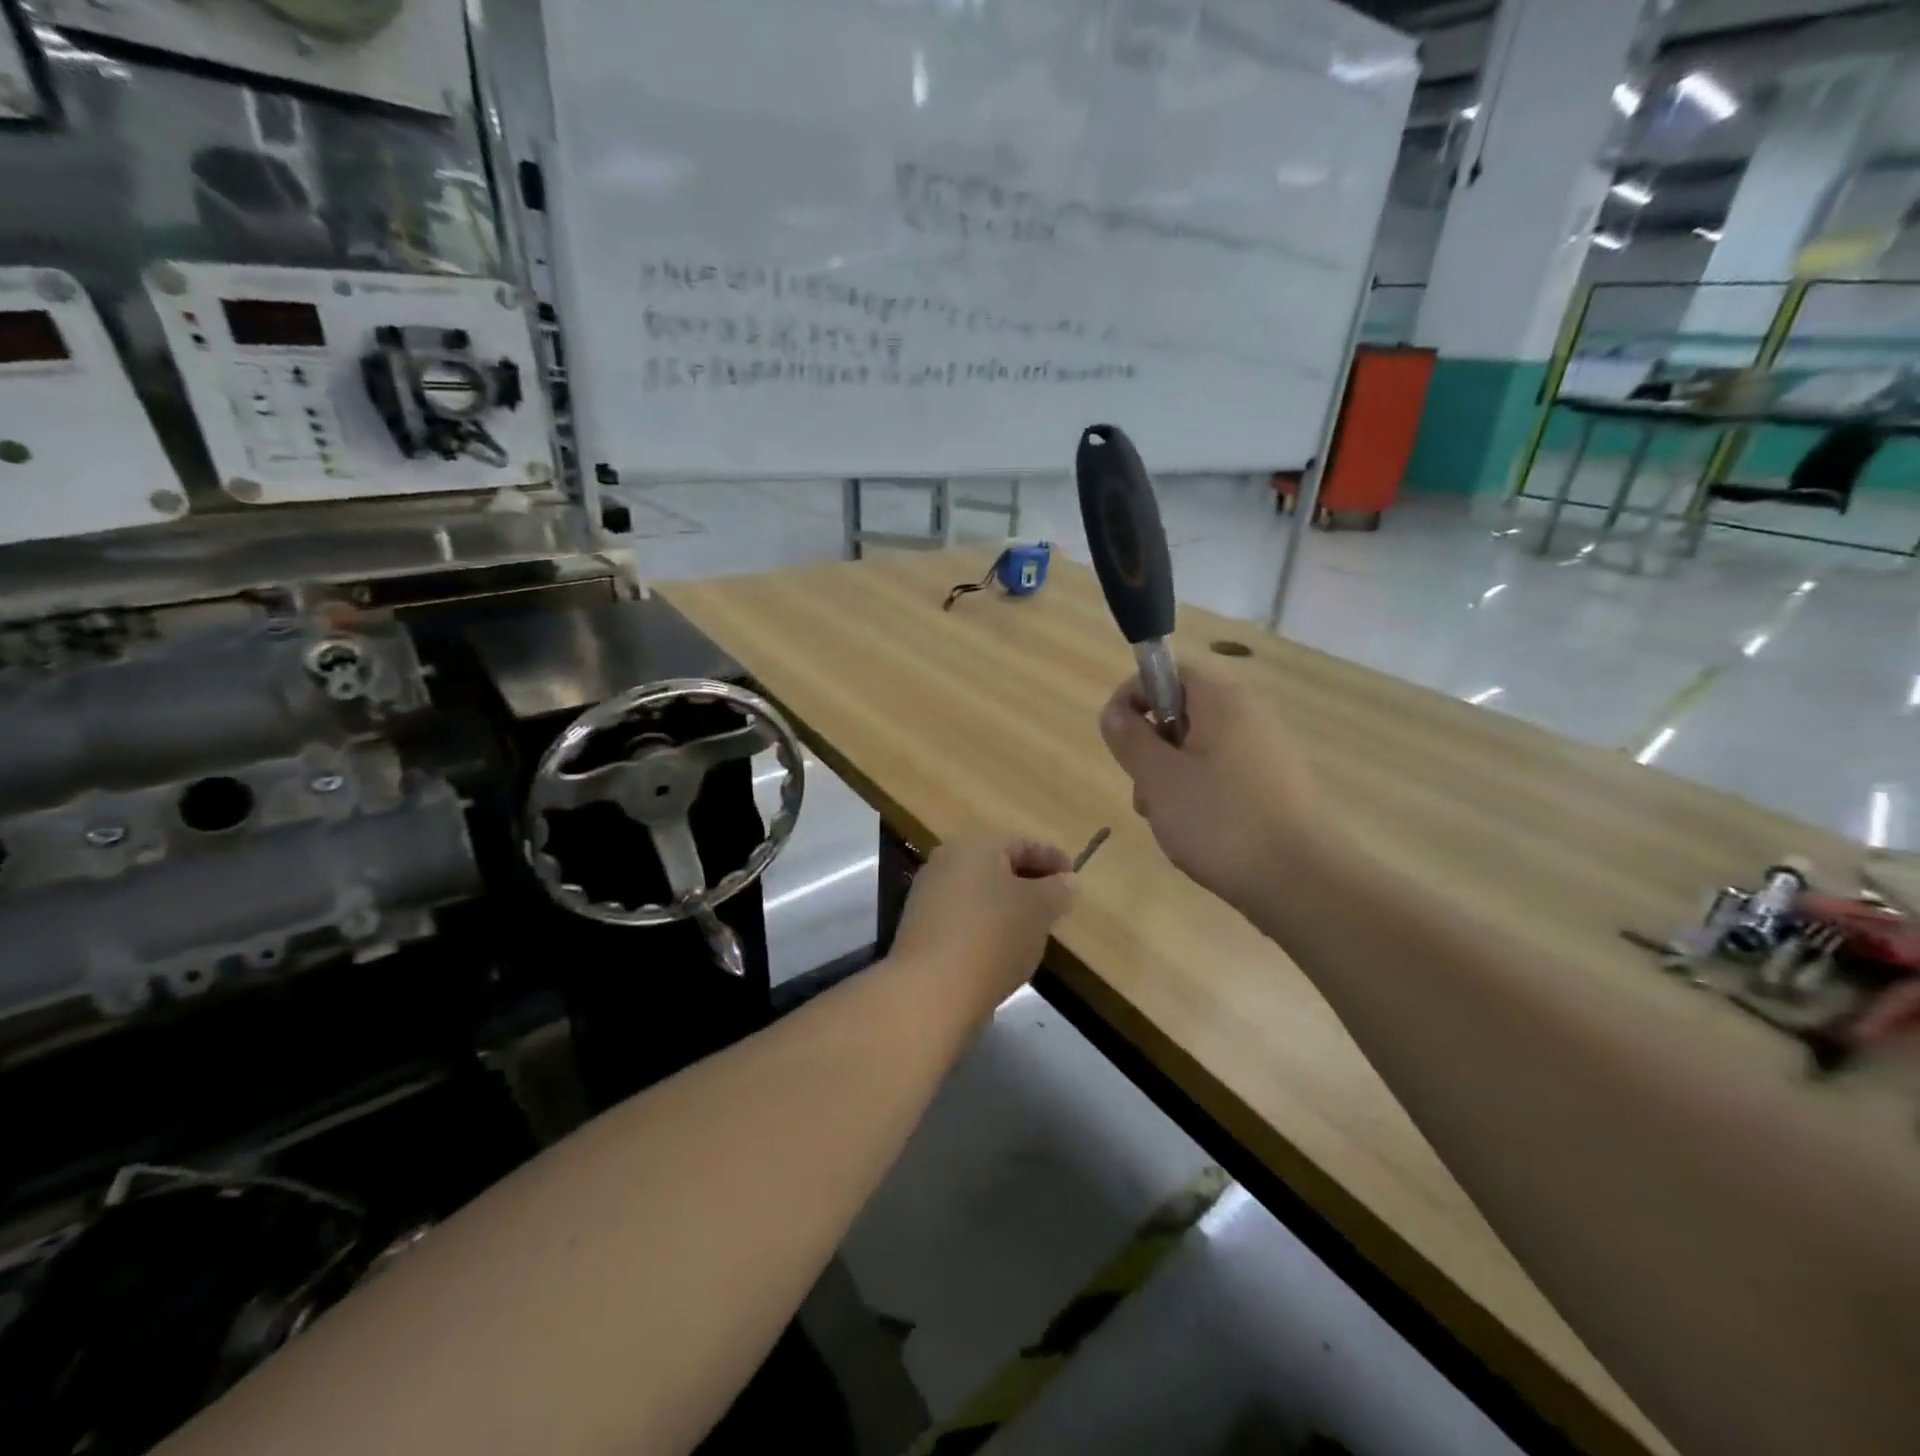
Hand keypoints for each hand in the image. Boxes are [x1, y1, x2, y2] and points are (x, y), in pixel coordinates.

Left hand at [890, 836, 1077, 1007]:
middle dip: (1028, 881)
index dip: (1052, 858)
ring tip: (1032, 928)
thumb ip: (1057, 890)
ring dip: (1006, 905)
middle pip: (996, 866)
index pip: (1021, 844)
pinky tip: (1000, 948)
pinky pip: (962, 917)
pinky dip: (985, 925)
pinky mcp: (919, 928)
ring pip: (978, 892)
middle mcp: (945, 862)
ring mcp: (927, 895)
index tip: (1074, 878)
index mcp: (974, 847)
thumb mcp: (1039, 910)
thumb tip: (1066, 880)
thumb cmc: (993, 937)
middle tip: (1055, 902)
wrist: (931, 989)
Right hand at [1099, 663, 1320, 914]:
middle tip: (1145, 791)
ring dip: (1172, 777)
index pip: (1168, 673)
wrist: (1301, 882)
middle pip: (1182, 713)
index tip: (1118, 740)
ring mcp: (1269, 751)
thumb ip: (1129, 738)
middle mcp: (1251, 714)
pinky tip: (1200, 833)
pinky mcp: (1278, 786)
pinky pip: (1225, 775)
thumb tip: (1114, 712)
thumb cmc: (1220, 821)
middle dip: (1152, 748)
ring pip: (1200, 749)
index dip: (1133, 698)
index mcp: (1222, 700)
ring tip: (1169, 821)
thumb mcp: (1158, 778)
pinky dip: (1202, 795)